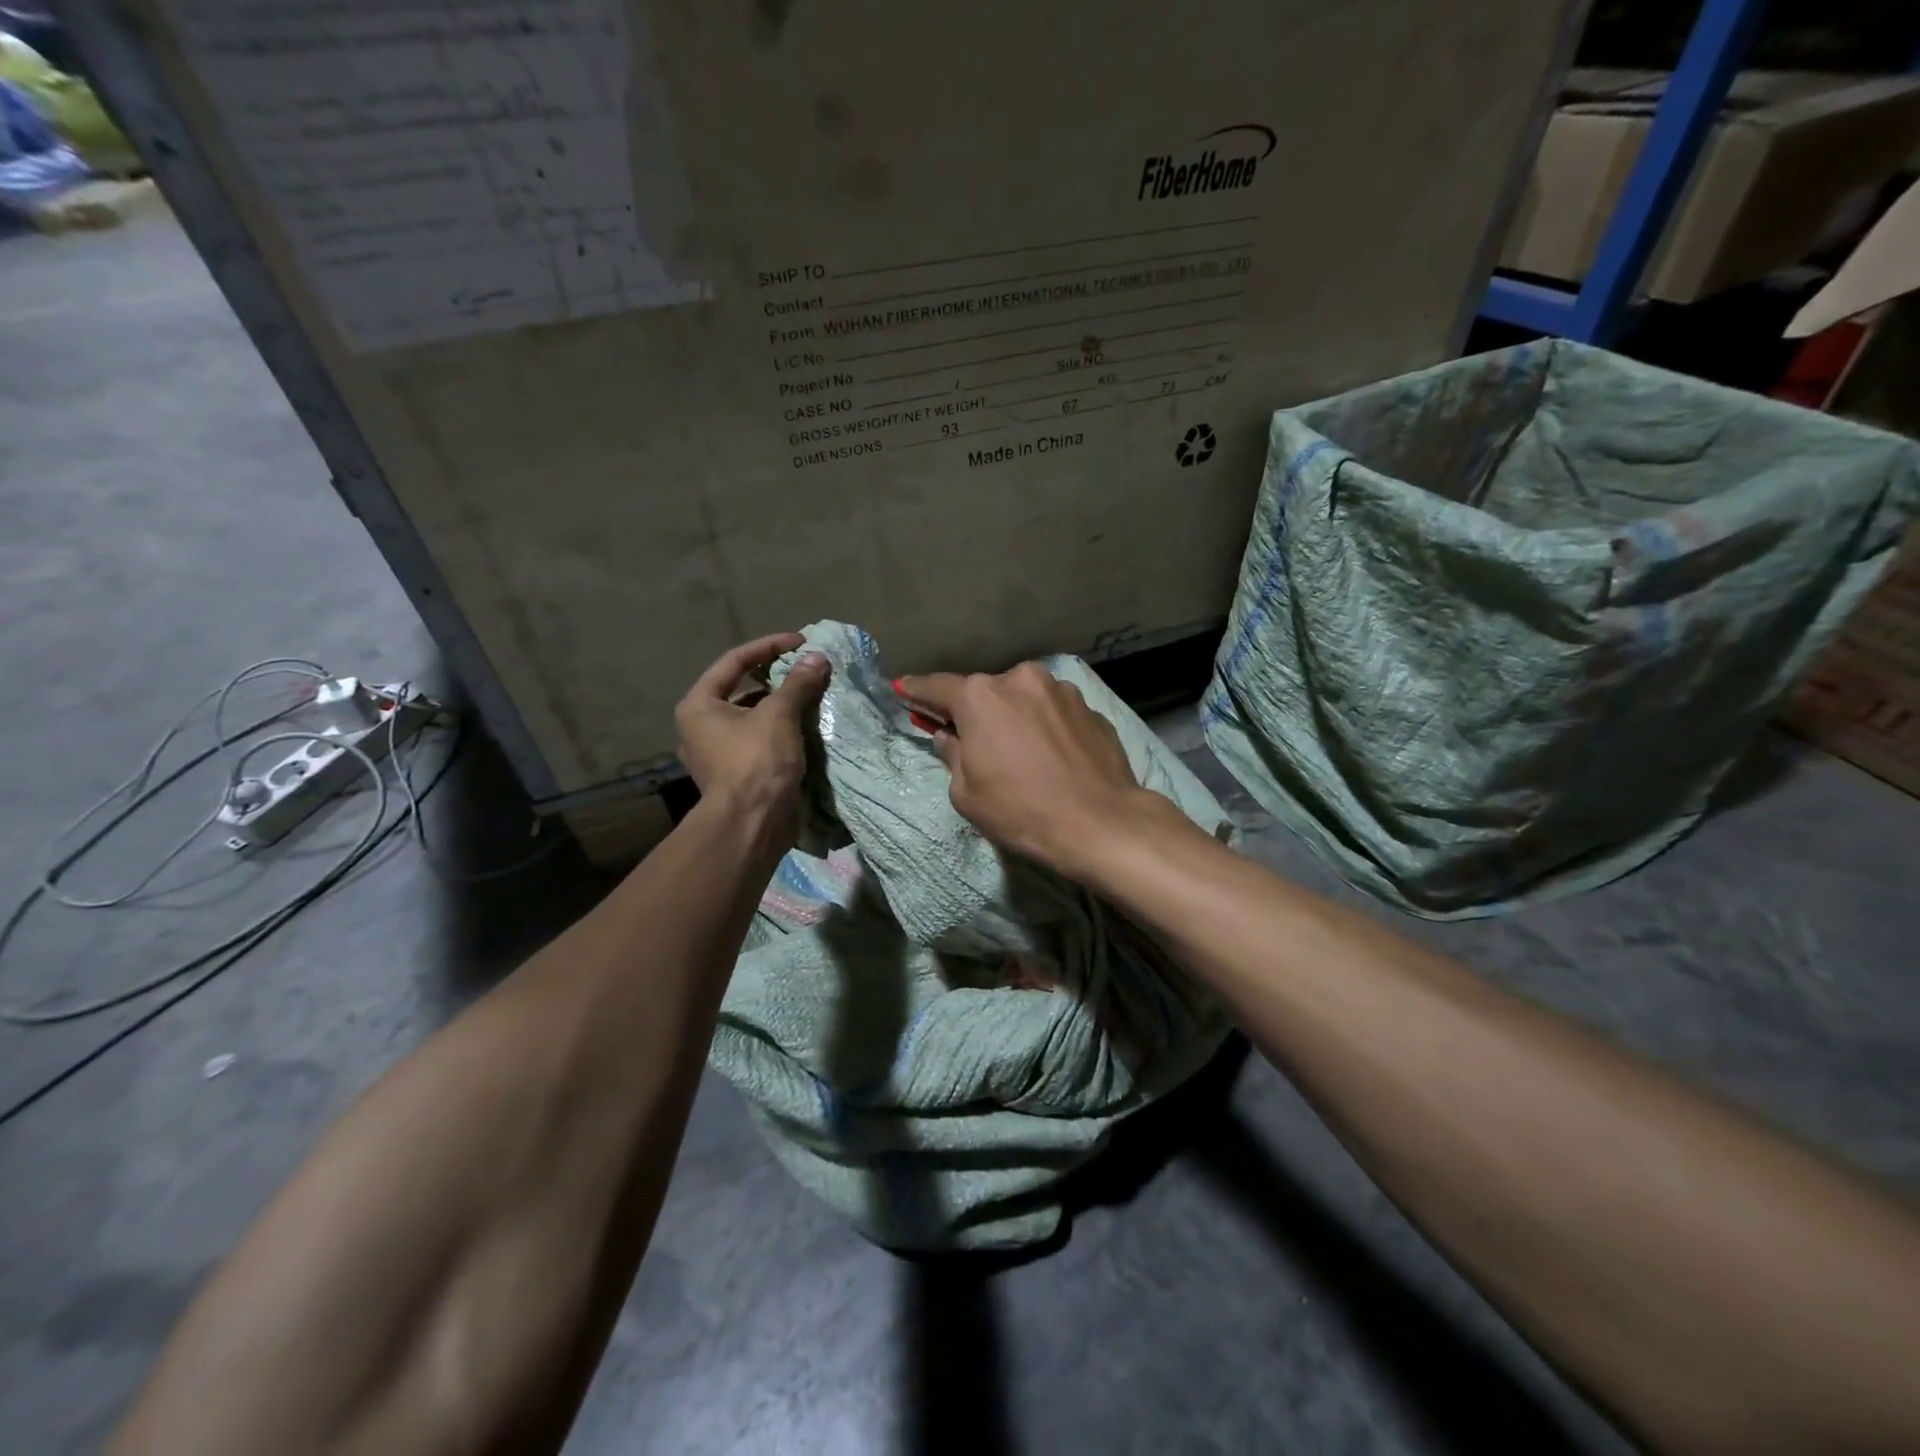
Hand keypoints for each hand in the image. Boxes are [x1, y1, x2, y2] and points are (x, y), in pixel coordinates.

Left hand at [675, 634, 829, 850]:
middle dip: (777, 678)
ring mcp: (717, 753)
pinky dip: (781, 731)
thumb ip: (797, 683)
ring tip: (812, 697)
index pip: (734, 661)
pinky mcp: (737, 774)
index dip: (769, 646)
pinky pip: (760, 741)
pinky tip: (806, 728)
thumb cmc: (757, 761)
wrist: (752, 824)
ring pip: (753, 717)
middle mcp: (701, 727)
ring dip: (782, 706)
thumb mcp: (779, 715)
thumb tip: (817, 658)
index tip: (801, 642)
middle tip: (807, 670)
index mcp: (699, 705)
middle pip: (742, 689)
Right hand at [894, 662, 1158, 879]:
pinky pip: (1055, 714)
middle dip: (976, 713)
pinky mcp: (1091, 708)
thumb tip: (949, 737)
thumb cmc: (1021, 810)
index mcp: (981, 697)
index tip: (903, 689)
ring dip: (1016, 718)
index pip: (937, 687)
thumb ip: (952, 755)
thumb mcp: (966, 794)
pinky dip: (1047, 728)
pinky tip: (1054, 758)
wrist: (1100, 823)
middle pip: (986, 693)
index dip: (917, 691)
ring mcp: (1061, 690)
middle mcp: (1021, 679)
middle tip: (975, 742)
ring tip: (1023, 755)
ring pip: (1025, 700)